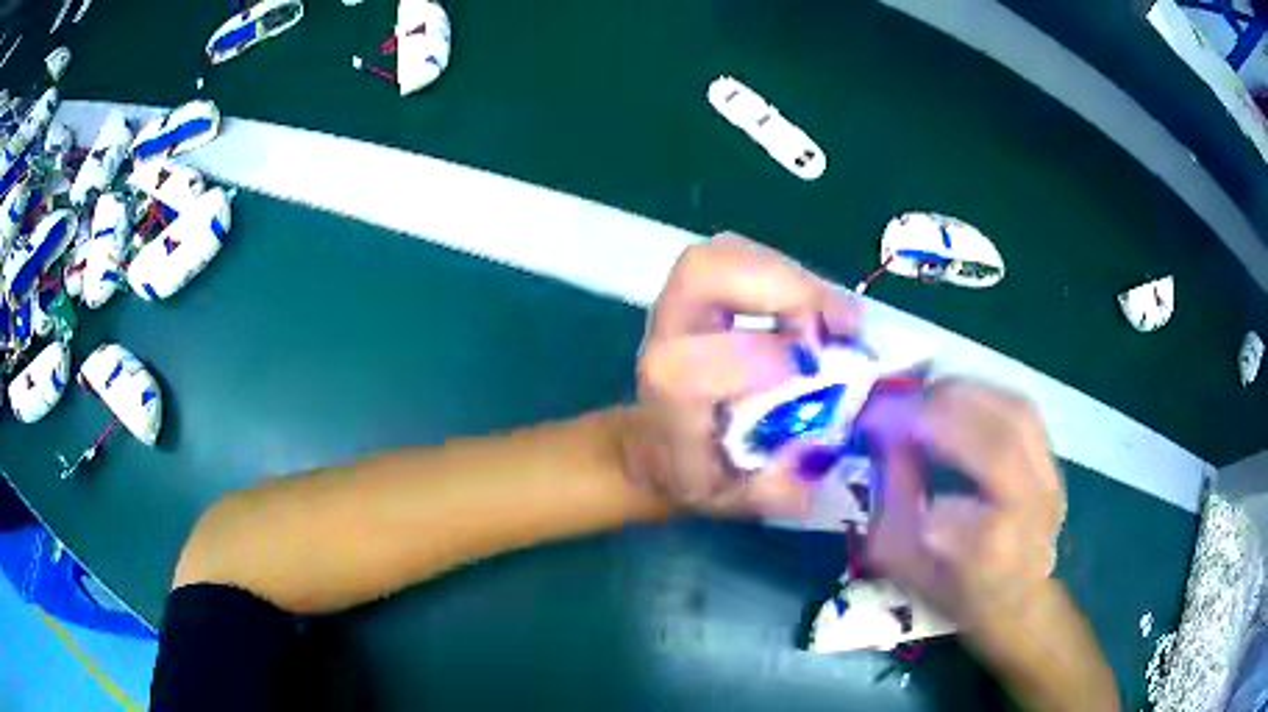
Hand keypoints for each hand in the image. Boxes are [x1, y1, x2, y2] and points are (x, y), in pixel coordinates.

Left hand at [621, 234, 859, 515]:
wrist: (658, 444)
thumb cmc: (696, 473)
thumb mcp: (734, 502)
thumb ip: (773, 491)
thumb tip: (815, 457)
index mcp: (668, 400)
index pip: (691, 366)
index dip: (755, 357)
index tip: (814, 368)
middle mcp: (666, 338)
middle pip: (703, 275)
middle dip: (783, 288)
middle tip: (840, 326)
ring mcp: (680, 303)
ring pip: (726, 254)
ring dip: (794, 276)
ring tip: (839, 318)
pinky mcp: (700, 287)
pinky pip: (742, 254)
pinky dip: (788, 271)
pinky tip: (817, 308)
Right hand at [858, 380, 1066, 630]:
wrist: (1019, 599)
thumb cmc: (957, 591)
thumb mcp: (904, 565)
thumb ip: (890, 504)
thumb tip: (885, 439)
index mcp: (987, 558)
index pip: (941, 508)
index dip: (902, 458)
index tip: (867, 429)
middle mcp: (1028, 514)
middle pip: (995, 446)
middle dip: (937, 413)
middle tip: (894, 404)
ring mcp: (1048, 483)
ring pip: (1014, 414)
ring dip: (963, 393)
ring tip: (923, 394)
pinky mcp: (1053, 462)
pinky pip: (1022, 410)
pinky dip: (986, 394)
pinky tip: (957, 398)